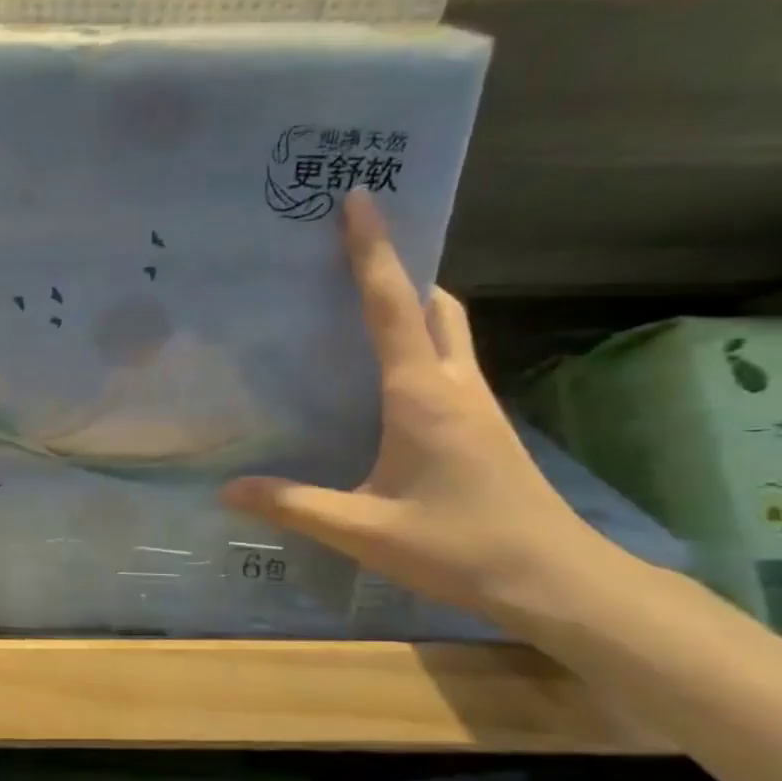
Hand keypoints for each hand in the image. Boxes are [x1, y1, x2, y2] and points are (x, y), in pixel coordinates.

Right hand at [221, 191, 609, 632]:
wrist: (555, 580)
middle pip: (434, 304)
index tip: (358, 199)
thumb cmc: (459, 546)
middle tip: (353, 253)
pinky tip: (384, 372)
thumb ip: (293, 505)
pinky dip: (419, 341)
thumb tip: (226, 490)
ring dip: (414, 302)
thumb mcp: (363, 529)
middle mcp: (454, 384)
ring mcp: (474, 403)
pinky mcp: (481, 424)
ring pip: (448, 329)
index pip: (391, 308)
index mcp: (421, 395)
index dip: (372, 252)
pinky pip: (448, 360)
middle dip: (400, 268)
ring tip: (363, 301)